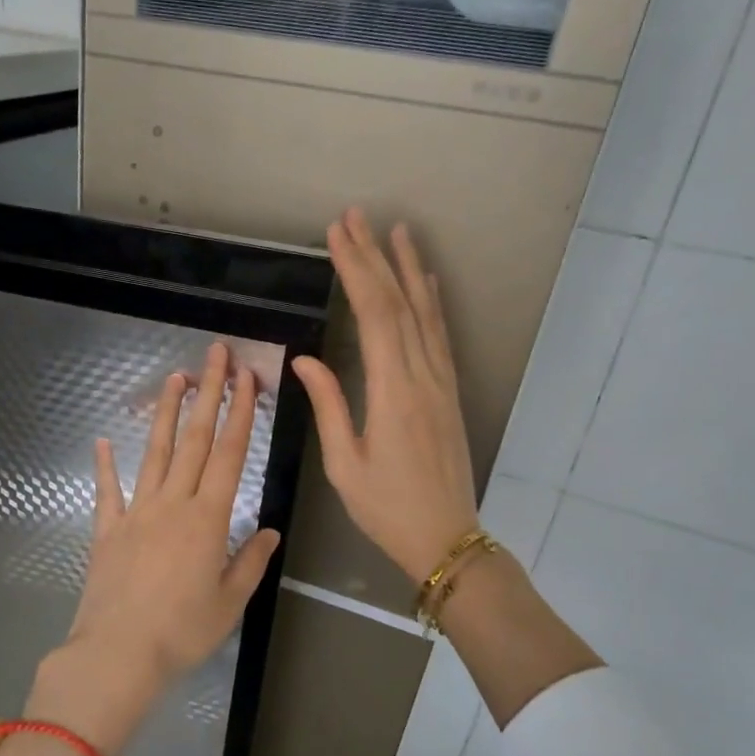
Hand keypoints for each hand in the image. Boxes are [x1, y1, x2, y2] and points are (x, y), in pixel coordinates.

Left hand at [26, 343, 281, 755]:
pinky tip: (103, 441)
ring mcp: (136, 513)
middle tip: (214, 354)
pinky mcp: (107, 531)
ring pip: (156, 454)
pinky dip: (105, 465)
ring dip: (168, 414)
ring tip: (175, 378)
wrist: (117, 655)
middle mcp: (172, 504)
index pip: (229, 454)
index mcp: (207, 519)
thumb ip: (250, 561)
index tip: (247, 378)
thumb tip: (271, 530)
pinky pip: (107, 491)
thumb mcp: (230, 602)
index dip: (240, 412)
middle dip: (207, 393)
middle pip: (194, 440)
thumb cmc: (182, 632)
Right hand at [293, 209, 480, 582]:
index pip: (375, 316)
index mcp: (393, 392)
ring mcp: (441, 382)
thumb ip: (329, 406)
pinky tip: (426, 282)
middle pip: (399, 304)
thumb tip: (305, 359)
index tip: (338, 236)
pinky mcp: (449, 392)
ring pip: (425, 313)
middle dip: (375, 258)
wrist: (446, 538)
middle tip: (356, 218)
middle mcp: (423, 376)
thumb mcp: (344, 464)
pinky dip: (432, 303)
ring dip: (409, 269)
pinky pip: (440, 336)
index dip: (356, 271)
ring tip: (397, 231)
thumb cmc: (387, 508)